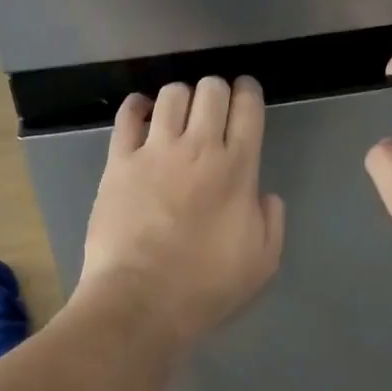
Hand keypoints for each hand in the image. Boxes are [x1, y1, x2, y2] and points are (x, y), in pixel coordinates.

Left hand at [79, 76, 284, 346]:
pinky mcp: (119, 162)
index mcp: (238, 168)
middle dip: (217, 90)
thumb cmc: (206, 286)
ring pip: (172, 94)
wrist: (141, 301)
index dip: (250, 92)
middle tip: (215, 108)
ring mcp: (155, 151)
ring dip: (182, 97)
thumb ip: (271, 221)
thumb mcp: (263, 262)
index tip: (247, 94)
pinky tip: (143, 113)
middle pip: (211, 89)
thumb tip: (264, 195)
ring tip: (180, 114)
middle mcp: (199, 147)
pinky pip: (128, 116)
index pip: (248, 107)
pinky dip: (138, 107)